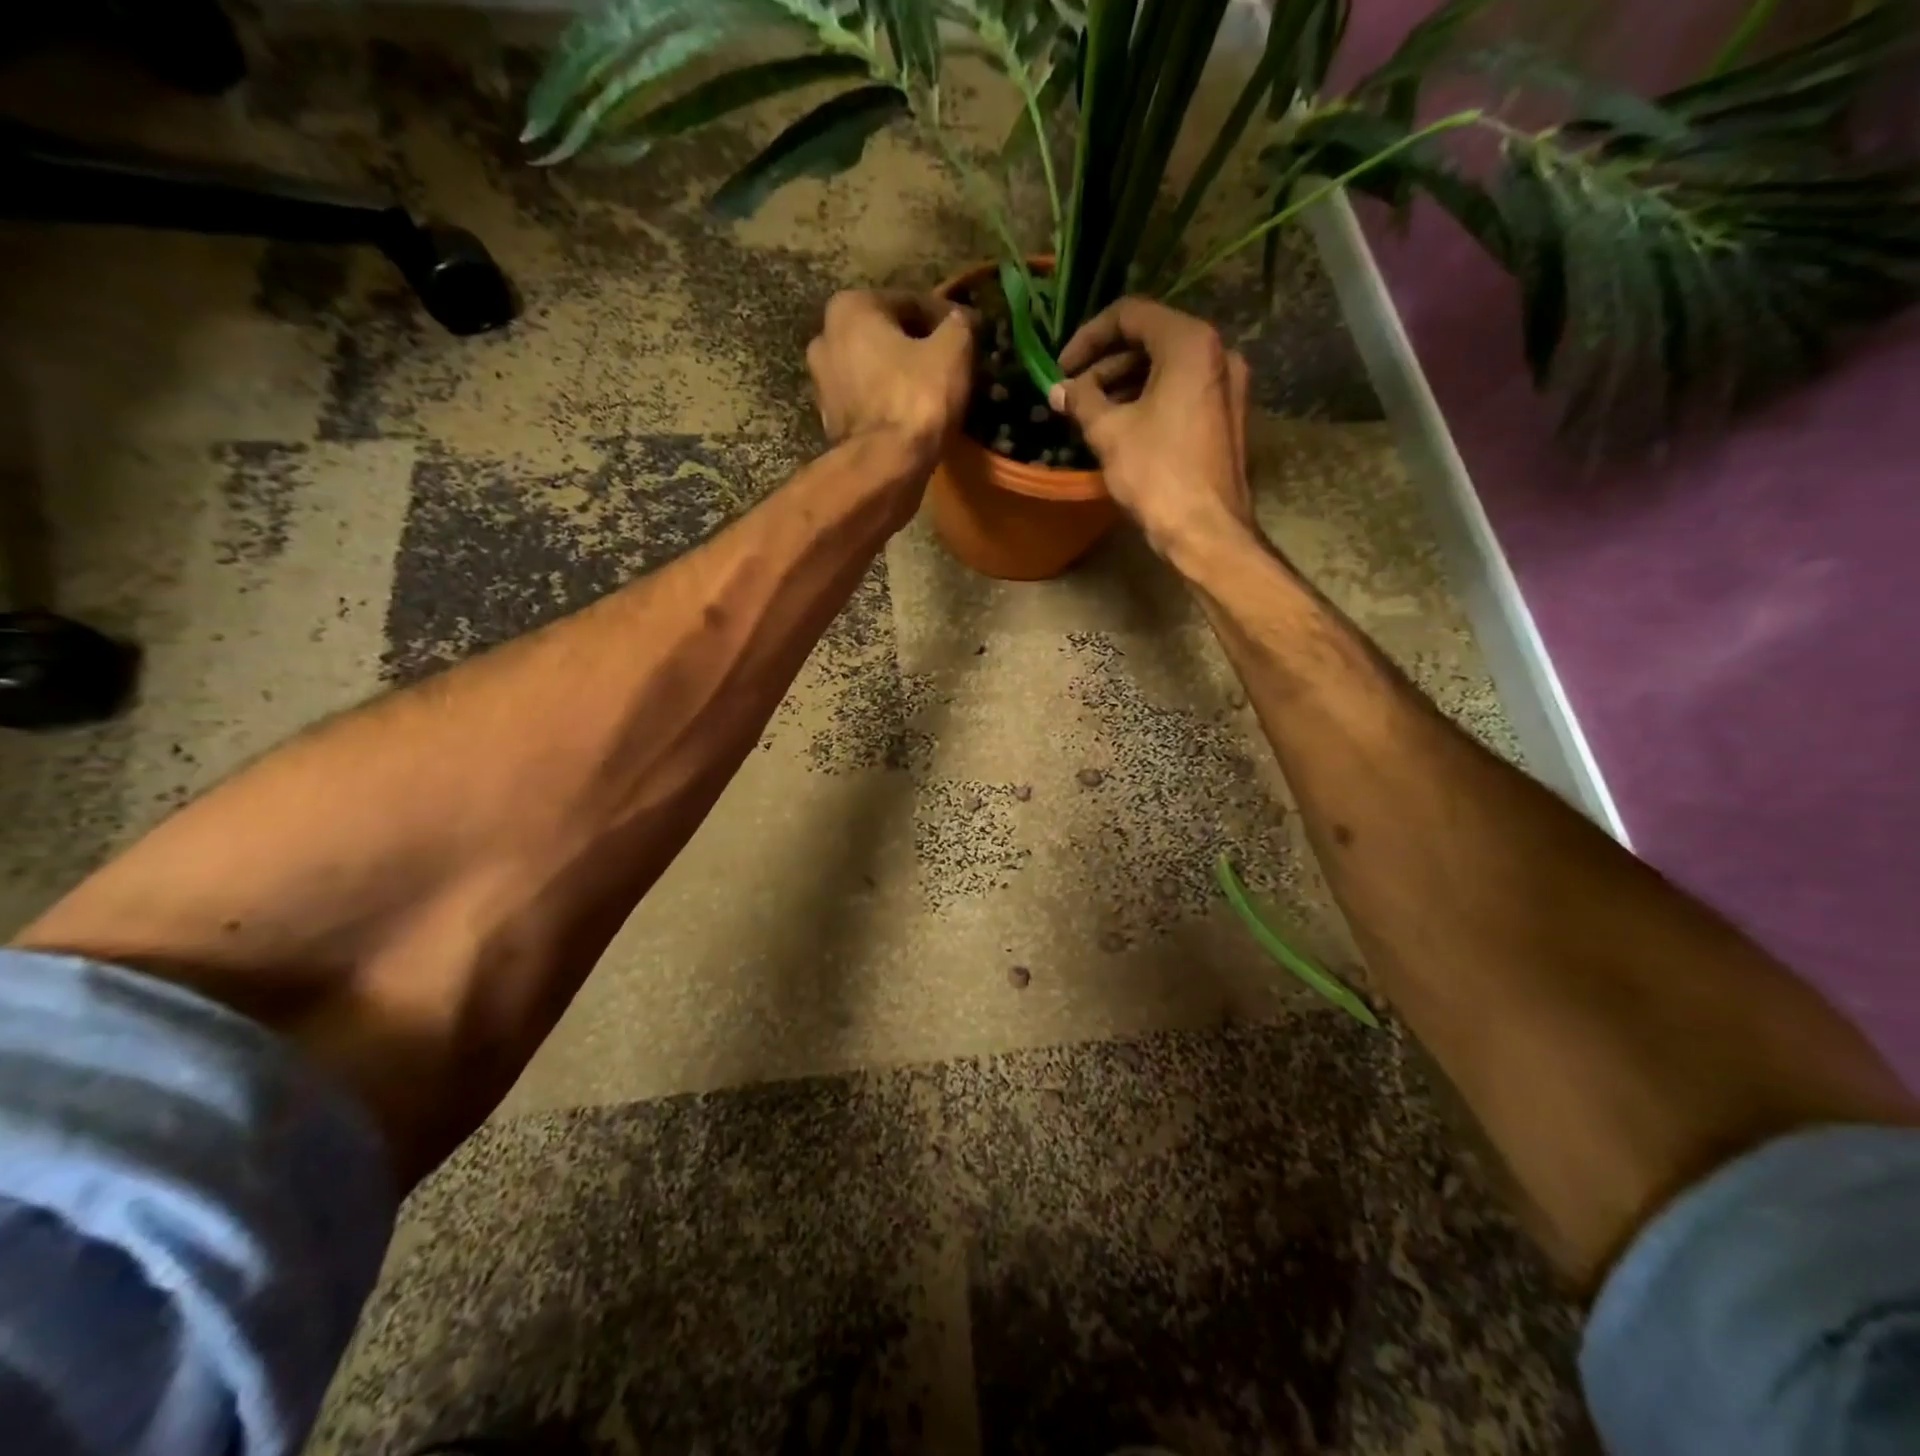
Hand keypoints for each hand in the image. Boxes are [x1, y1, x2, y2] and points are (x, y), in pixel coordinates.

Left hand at [807, 289, 975, 466]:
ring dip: (903, 376)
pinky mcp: (831, 422)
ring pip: (876, 371)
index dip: (945, 317)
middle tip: (953, 363)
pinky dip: (890, 404)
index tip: (970, 334)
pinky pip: (870, 402)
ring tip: (936, 392)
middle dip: (919, 347)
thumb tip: (961, 320)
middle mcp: (825, 338)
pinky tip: (915, 417)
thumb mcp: (953, 350)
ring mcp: (823, 384)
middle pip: (887, 336)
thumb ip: (959, 324)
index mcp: (849, 307)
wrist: (884, 466)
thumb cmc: (917, 398)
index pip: (910, 302)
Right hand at [1049, 297, 1252, 558]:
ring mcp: (1227, 385)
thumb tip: (1059, 390)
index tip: (1062, 367)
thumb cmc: (1157, 474)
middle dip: (1105, 364)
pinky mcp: (1227, 415)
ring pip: (1166, 368)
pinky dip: (1149, 400)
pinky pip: (1181, 391)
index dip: (1088, 336)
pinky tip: (1121, 426)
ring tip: (1090, 412)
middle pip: (1151, 339)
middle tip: (1073, 393)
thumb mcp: (1109, 432)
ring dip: (1124, 383)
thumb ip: (1081, 400)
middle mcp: (1217, 353)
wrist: (1207, 530)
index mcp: (1190, 343)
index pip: (1131, 314)